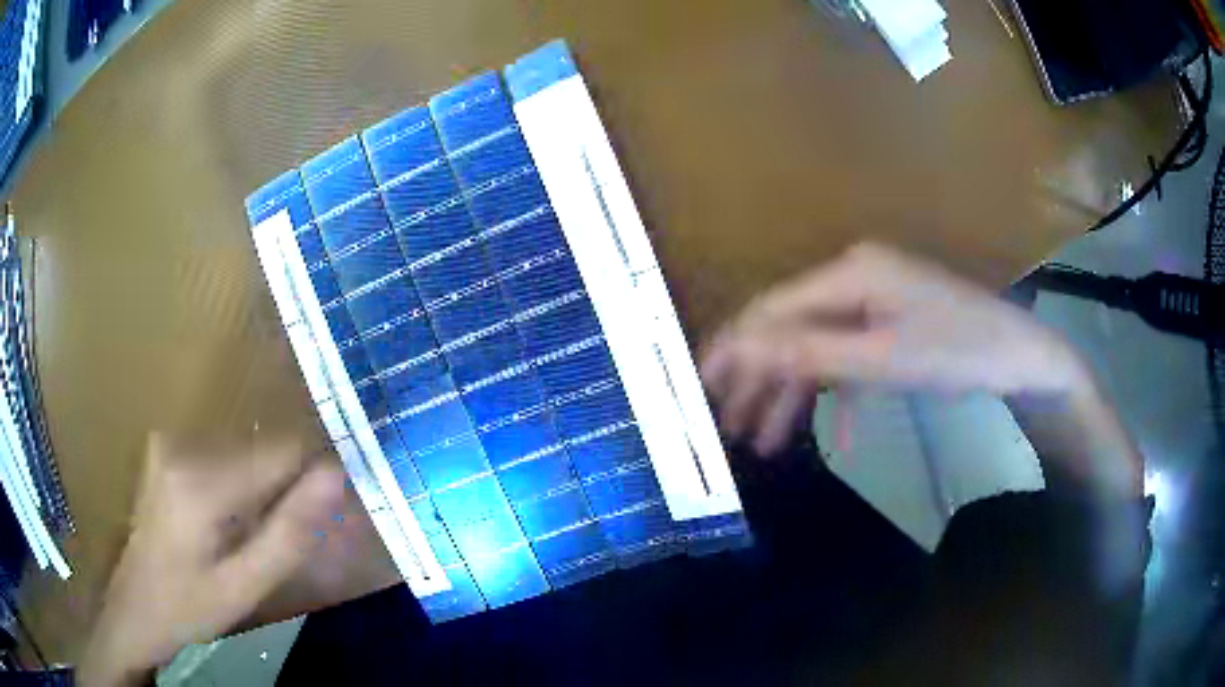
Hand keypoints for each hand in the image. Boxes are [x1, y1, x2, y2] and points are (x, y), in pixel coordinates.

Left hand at [78, 436, 345, 686]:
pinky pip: (221, 457)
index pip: (283, 450)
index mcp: (201, 480)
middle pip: (261, 451)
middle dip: (281, 493)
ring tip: (247, 541)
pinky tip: (223, 524)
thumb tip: (336, 475)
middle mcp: (183, 444)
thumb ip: (290, 532)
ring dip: (258, 492)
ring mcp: (169, 441)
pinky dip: (235, 487)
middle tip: (276, 544)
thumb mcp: (244, 587)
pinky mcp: (164, 447)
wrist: (134, 608)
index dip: (310, 482)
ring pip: (243, 453)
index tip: (322, 521)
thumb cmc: (188, 608)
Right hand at [700, 242, 1090, 454]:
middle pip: (791, 329)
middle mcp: (855, 278)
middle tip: (729, 425)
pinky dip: (835, 396)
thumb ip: (811, 351)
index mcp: (851, 272)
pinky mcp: (890, 326)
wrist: (1023, 360)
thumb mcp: (884, 358)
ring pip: (817, 348)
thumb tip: (744, 347)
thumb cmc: (960, 352)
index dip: (735, 346)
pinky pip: (849, 358)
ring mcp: (875, 302)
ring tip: (764, 443)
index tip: (701, 386)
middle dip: (759, 380)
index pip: (774, 307)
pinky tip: (831, 435)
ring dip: (792, 395)